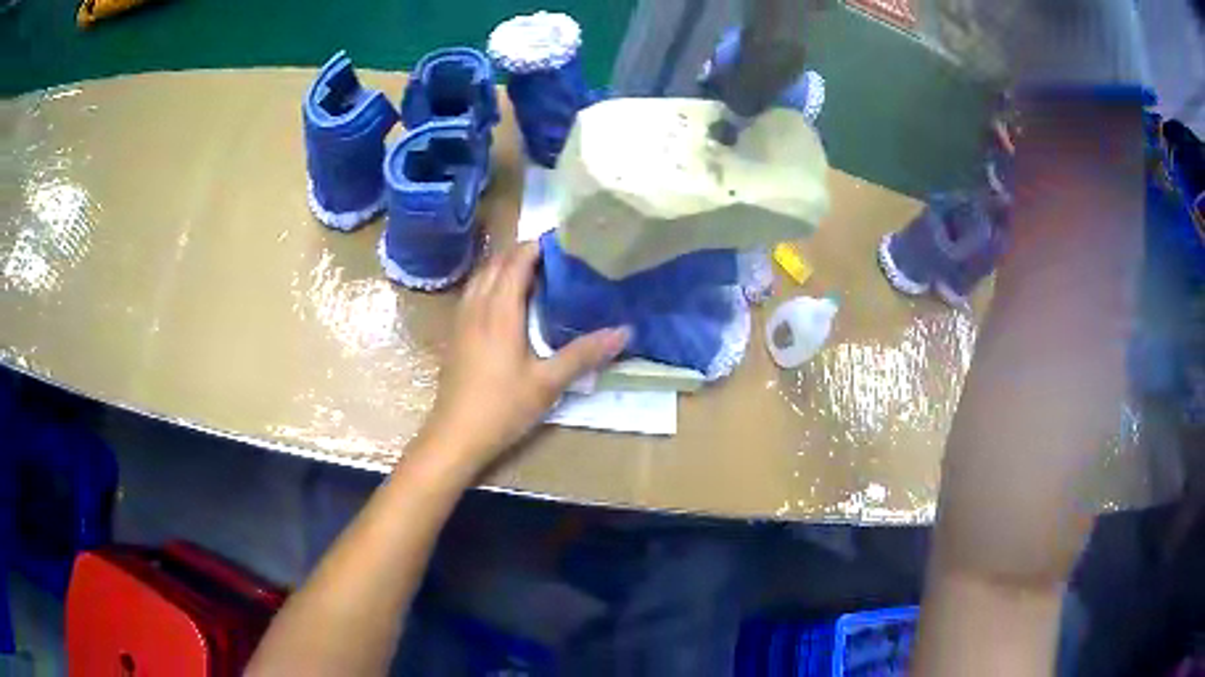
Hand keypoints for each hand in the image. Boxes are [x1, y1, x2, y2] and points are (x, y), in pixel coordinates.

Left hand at [419, 242, 629, 473]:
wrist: (455, 434)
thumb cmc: (503, 407)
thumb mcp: (548, 383)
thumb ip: (584, 353)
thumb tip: (625, 331)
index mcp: (500, 310)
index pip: (517, 261)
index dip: (537, 246)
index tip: (564, 242)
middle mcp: (478, 306)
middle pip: (496, 263)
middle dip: (522, 251)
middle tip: (555, 256)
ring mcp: (462, 318)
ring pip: (481, 276)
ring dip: (504, 265)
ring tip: (532, 271)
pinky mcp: (455, 332)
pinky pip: (473, 291)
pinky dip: (491, 282)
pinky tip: (505, 300)